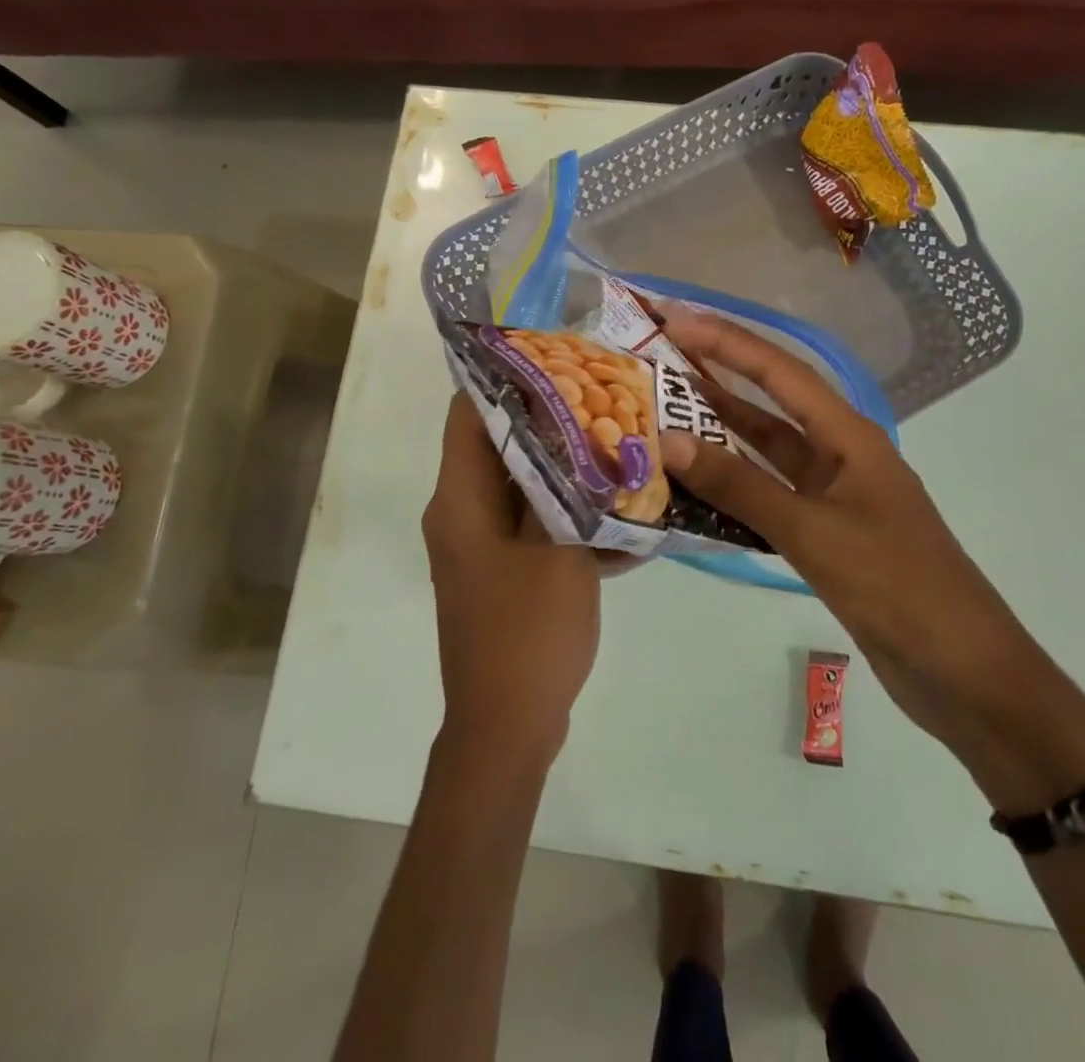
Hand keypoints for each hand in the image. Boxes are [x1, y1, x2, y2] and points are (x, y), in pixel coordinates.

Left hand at [422, 393, 606, 762]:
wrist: (509, 728)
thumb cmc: (527, 633)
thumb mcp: (555, 549)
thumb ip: (564, 485)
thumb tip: (573, 431)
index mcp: (459, 500)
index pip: (469, 413)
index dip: (506, 377)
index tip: (557, 356)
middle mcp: (462, 513)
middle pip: (501, 445)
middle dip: (552, 420)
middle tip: (605, 397)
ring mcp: (483, 546)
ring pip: (525, 485)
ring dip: (568, 468)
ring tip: (621, 444)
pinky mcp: (505, 572)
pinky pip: (537, 525)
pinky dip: (571, 514)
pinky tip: (625, 515)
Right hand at [658, 314, 1084, 809]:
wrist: (964, 672)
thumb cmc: (898, 587)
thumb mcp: (814, 532)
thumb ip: (741, 487)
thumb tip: (668, 441)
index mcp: (849, 438)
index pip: (780, 373)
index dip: (728, 343)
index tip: (677, 321)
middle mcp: (840, 456)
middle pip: (770, 406)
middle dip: (718, 379)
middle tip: (659, 360)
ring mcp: (832, 498)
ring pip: (766, 455)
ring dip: (721, 435)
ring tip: (662, 414)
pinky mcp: (825, 537)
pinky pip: (768, 499)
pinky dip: (733, 490)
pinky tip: (694, 488)